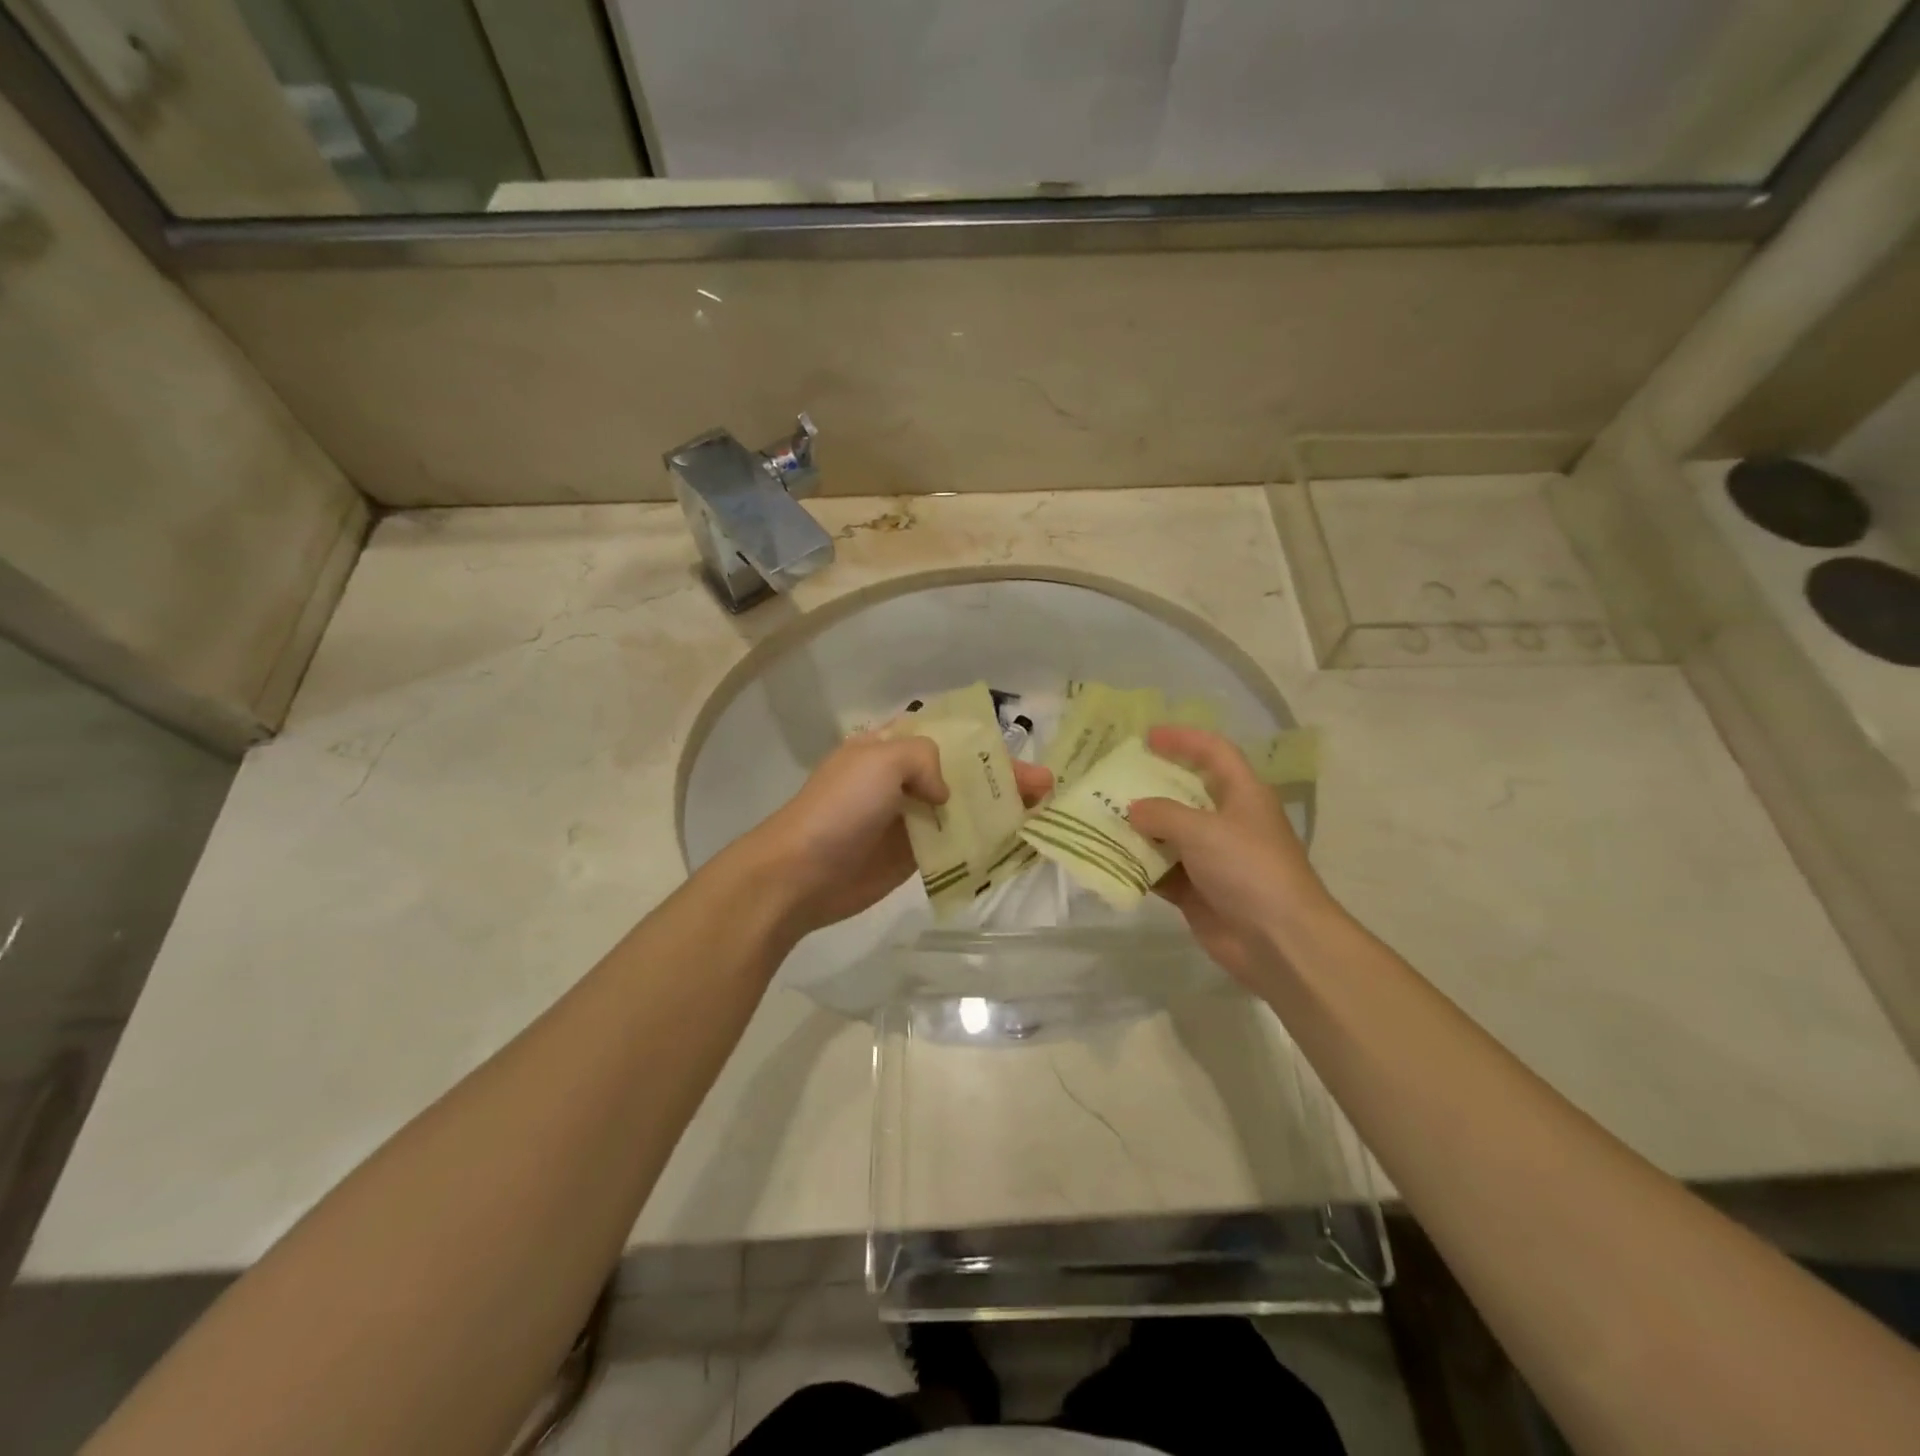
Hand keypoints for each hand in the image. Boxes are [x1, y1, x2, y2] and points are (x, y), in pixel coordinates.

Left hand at [746, 729, 1052, 937]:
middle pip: (963, 772)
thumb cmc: (840, 808)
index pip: (946, 734)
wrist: (800, 874)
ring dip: (999, 810)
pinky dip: (983, 842)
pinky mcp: (912, 856)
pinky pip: (954, 843)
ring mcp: (909, 819)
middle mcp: (903, 778)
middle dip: (1003, 777)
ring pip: (963, 808)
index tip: (1018, 750)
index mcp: (890, 746)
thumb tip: (944, 795)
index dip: (983, 741)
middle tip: (1045, 787)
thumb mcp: (882, 760)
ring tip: (1040, 814)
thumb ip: (925, 758)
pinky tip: (1013, 844)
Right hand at [1127, 726, 1341, 987]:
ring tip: (1098, 817)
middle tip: (1110, 778)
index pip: (1214, 752)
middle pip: (1185, 793)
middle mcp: (1227, 822)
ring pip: (1167, 834)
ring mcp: (1211, 858)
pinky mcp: (1197, 891)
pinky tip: (1108, 858)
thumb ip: (1162, 814)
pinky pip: (1160, 871)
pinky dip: (1137, 866)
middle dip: (1149, 786)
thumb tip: (1133, 810)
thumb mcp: (1202, 830)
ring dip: (1137, 829)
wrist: (1278, 940)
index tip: (1147, 737)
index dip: (1184, 739)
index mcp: (1242, 795)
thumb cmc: (1248, 868)